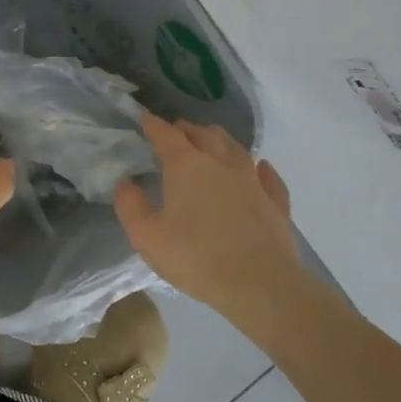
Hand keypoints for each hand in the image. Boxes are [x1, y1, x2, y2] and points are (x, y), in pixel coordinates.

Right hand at [114, 113, 300, 320]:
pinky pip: (268, 176)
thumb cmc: (197, 258)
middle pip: (203, 134)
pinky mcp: (275, 201)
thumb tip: (125, 183)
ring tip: (211, 141)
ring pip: (235, 147)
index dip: (153, 124)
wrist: (259, 284)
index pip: (167, 135)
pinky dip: (261, 168)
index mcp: (187, 166)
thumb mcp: (147, 237)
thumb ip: (131, 206)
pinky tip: (260, 168)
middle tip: (176, 131)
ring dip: (219, 140)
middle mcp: (221, 162)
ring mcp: (252, 180)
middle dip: (187, 129)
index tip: (144, 117)